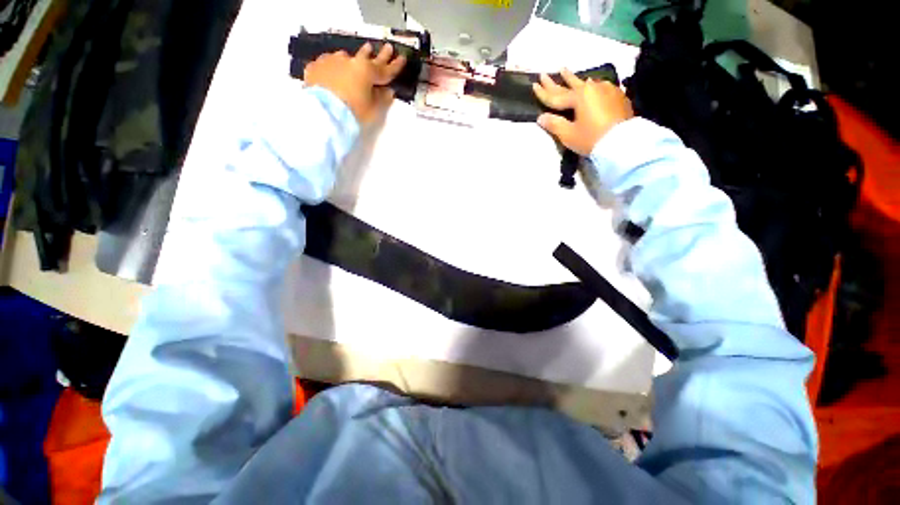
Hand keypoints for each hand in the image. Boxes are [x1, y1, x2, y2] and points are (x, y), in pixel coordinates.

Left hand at [304, 43, 406, 124]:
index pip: (385, 69)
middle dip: (378, 54)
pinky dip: (333, 67)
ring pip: (345, 57)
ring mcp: (331, 61)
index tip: (402, 57)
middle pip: (367, 57)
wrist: (323, 113)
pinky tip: (333, 71)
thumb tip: (388, 91)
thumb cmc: (353, 112)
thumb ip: (381, 99)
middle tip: (387, 48)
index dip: (395, 65)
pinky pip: (328, 64)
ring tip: (354, 59)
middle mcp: (350, 61)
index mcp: (367, 71)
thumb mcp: (373, 110)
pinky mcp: (316, 66)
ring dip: (353, 59)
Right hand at [532, 69, 633, 154]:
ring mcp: (606, 90)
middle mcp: (592, 88)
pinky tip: (589, 83)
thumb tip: (541, 117)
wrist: (623, 142)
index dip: (544, 92)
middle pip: (570, 85)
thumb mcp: (569, 134)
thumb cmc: (592, 138)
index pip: (556, 96)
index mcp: (579, 96)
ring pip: (585, 83)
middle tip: (545, 73)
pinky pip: (598, 87)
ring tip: (566, 72)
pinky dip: (589, 86)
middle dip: (556, 81)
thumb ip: (554, 124)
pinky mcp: (616, 96)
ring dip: (573, 79)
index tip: (534, 84)